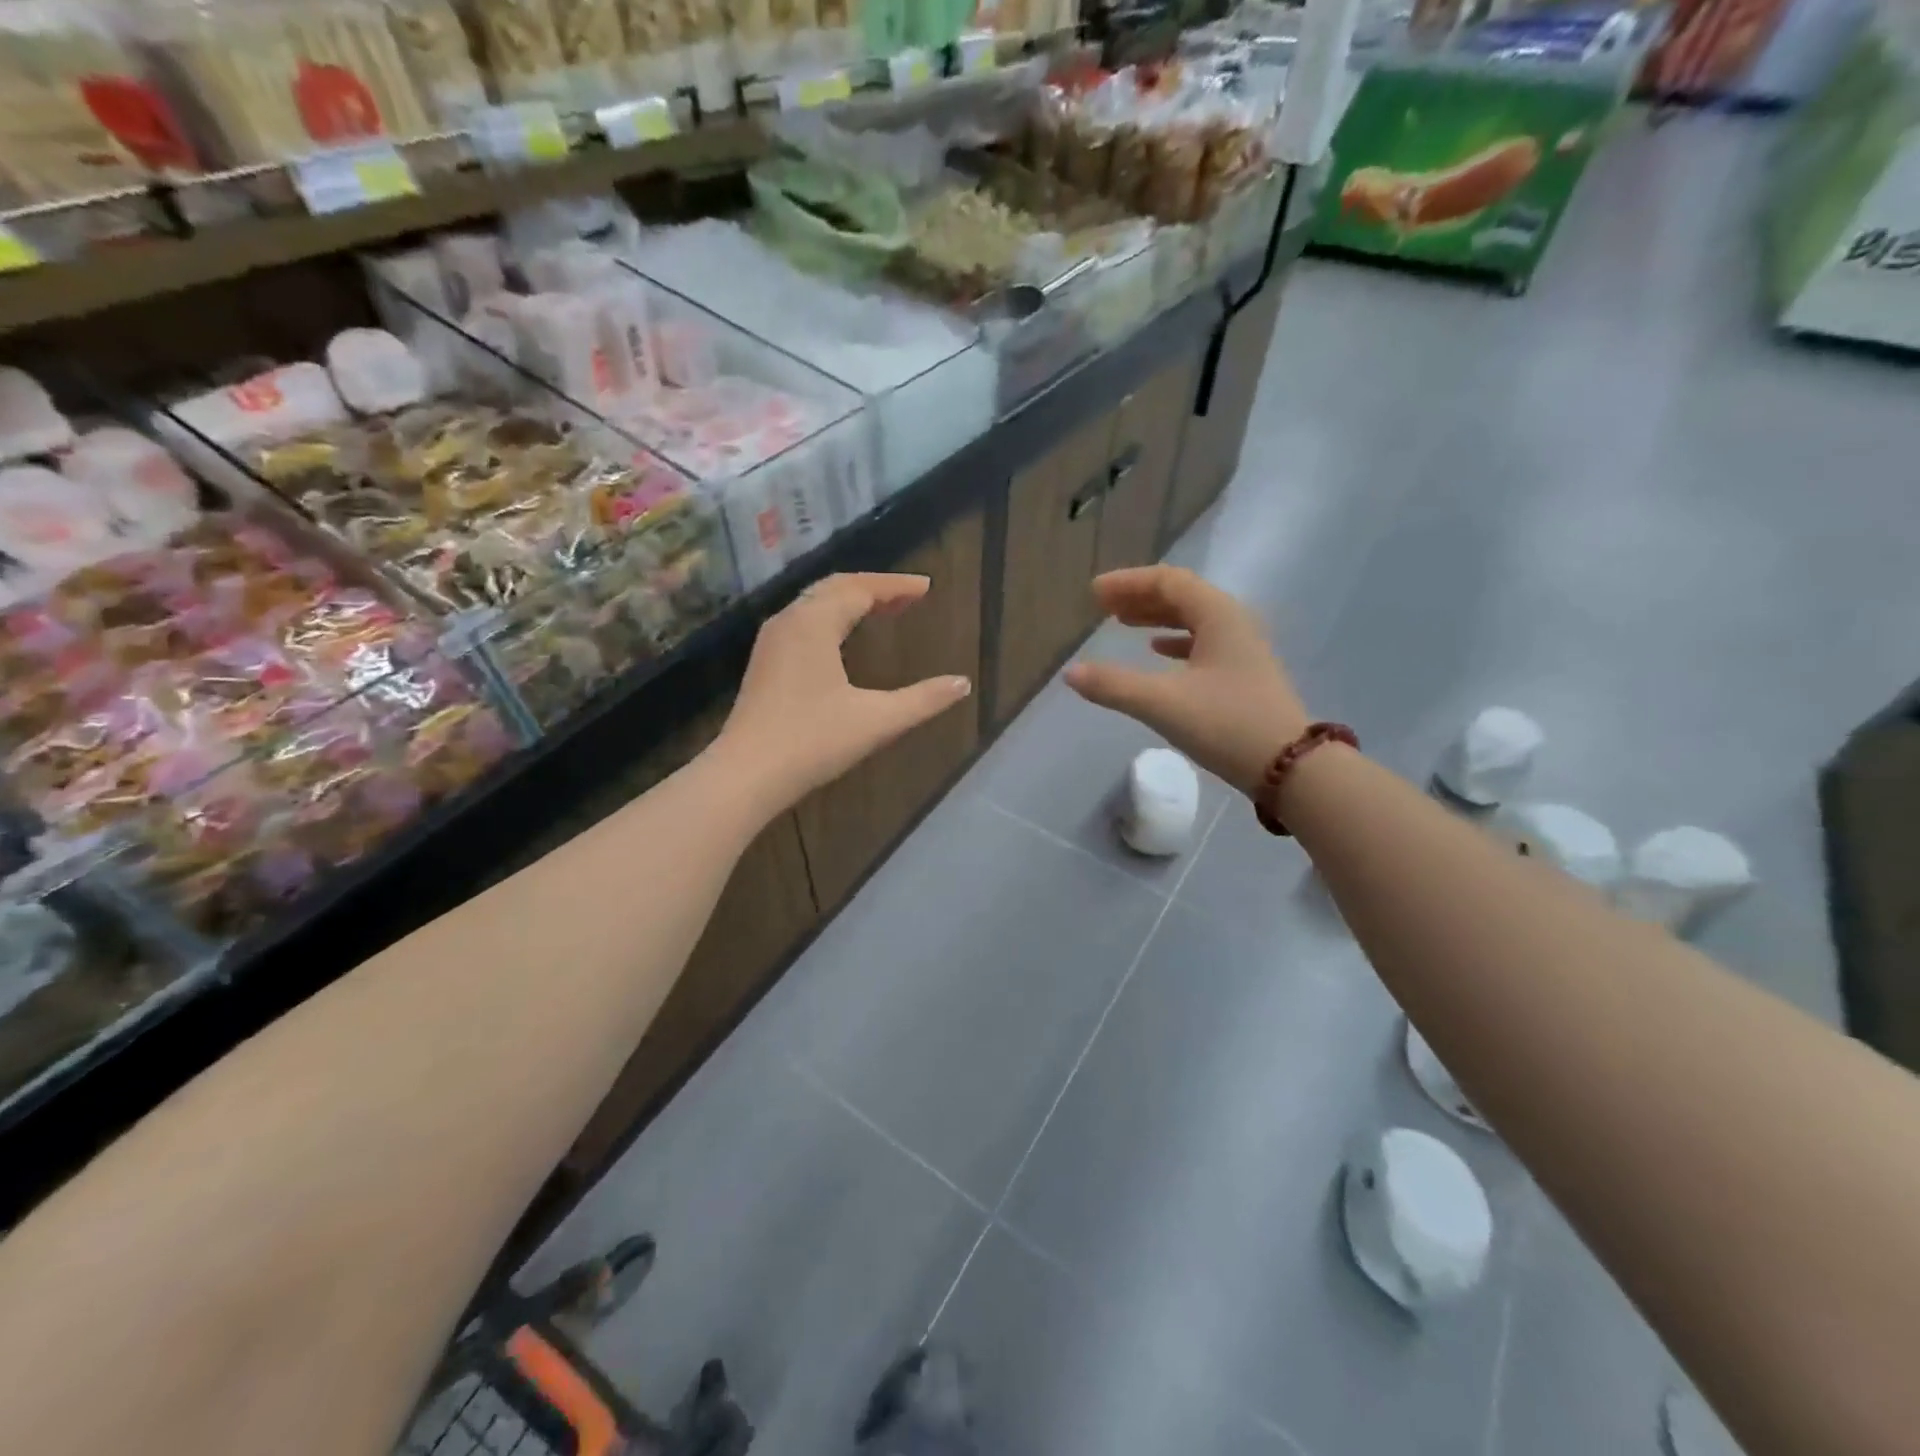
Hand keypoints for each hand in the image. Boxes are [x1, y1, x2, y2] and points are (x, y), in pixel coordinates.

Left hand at [715, 573, 972, 805]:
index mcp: (815, 623)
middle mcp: (790, 621)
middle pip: (835, 588)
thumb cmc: (813, 742)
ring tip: (882, 611)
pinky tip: (842, 638)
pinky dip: (831, 618)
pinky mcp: (765, 663)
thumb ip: (923, 700)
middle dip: (874, 588)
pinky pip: (803, 622)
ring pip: (815, 604)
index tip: (926, 587)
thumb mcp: (877, 721)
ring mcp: (772, 642)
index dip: (895, 585)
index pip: (860, 588)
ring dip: (851, 601)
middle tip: (908, 597)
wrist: (746, 775)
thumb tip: (962, 684)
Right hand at [1065, 566, 1307, 797]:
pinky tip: (1159, 652)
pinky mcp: (1244, 675)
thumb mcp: (1162, 703)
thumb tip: (1071, 673)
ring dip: (1157, 617)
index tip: (1094, 593)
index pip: (1169, 581)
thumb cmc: (1226, 724)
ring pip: (1193, 619)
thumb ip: (1113, 686)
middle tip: (1103, 606)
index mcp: (1218, 615)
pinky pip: (1203, 643)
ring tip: (1123, 623)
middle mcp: (1234, 623)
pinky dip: (1176, 641)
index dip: (1128, 583)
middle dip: (1140, 597)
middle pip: (1182, 596)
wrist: (1291, 767)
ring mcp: (1243, 649)